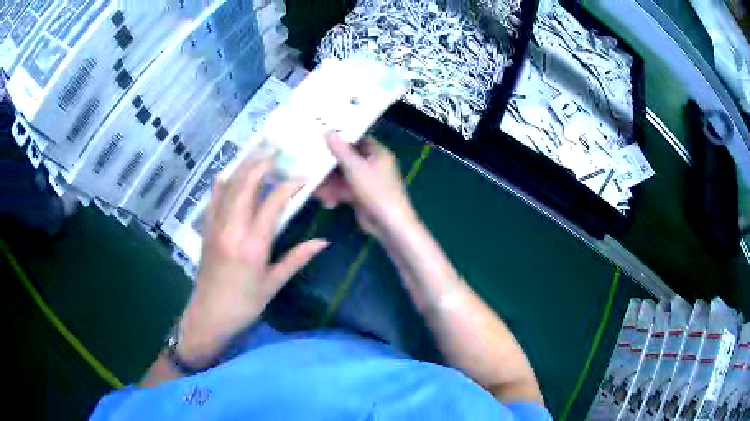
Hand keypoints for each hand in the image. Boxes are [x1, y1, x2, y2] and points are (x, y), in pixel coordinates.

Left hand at [178, 156, 328, 366]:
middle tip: (276, 150)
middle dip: (261, 164)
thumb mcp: (273, 284)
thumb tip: (323, 242)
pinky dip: (221, 183)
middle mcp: (232, 229)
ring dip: (243, 167)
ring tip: (256, 152)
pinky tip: (227, 173)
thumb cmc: (244, 304)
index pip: (272, 204)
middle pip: (246, 185)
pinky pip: (213, 199)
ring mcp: (215, 226)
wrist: (209, 315)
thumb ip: (296, 259)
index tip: (303, 177)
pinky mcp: (206, 230)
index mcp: (253, 245)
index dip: (289, 186)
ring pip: (228, 187)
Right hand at [315, 133, 417, 238]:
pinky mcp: (361, 196)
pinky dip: (336, 194)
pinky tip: (327, 202)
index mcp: (377, 153)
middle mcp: (372, 164)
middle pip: (346, 159)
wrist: (389, 224)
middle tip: (311, 166)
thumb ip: (340, 150)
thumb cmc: (376, 191)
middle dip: (329, 166)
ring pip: (343, 176)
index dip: (339, 138)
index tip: (320, 137)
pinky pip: (344, 190)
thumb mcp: (355, 168)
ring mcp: (367, 181)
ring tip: (316, 190)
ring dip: (329, 183)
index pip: (356, 139)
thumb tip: (328, 130)